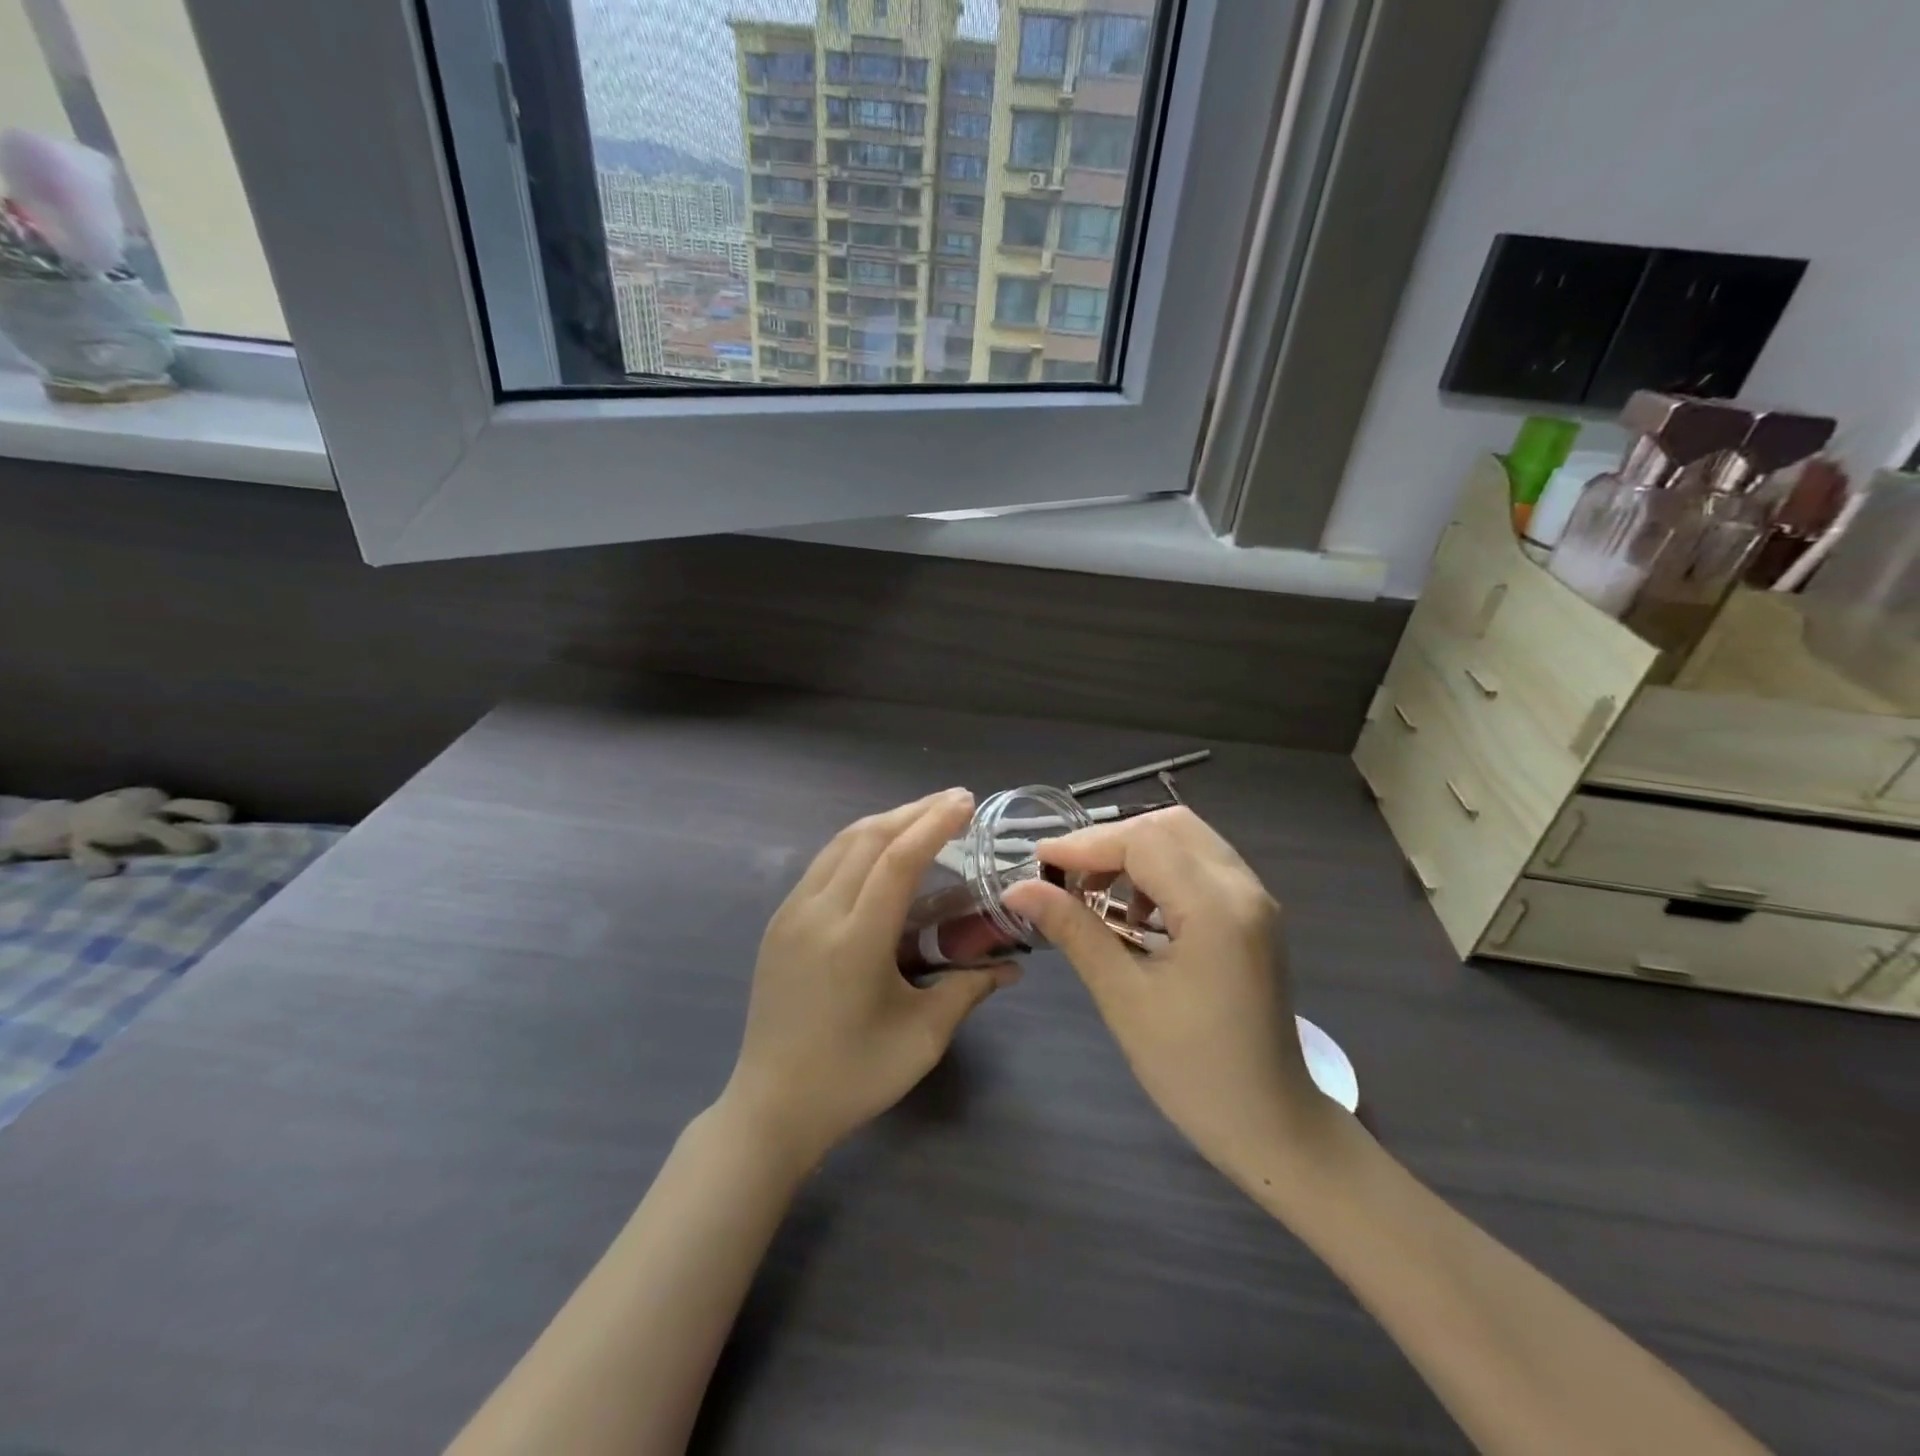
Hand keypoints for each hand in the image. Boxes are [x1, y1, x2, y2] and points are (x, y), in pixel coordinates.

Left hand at [721, 789, 1017, 1166]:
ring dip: (885, 822)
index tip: (966, 802)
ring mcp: (790, 914)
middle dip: (913, 811)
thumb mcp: (922, 1038)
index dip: (934, 824)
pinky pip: (823, 865)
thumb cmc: (853, 1077)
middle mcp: (817, 914)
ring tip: (923, 816)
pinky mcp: (778, 923)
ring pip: (840, 844)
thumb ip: (969, 989)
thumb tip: (1014, 967)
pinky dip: (858, 844)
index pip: (897, 860)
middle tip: (954, 800)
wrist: (770, 1107)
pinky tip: (882, 852)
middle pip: (868, 838)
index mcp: (854, 941)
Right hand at [1002, 807, 1327, 1183]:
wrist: (1270, 1125)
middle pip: (1169, 826)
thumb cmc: (1192, 1070)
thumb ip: (1074, 930)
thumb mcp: (1123, 997)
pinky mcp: (1254, 915)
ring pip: (1187, 840)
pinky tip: (1135, 912)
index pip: (1143, 841)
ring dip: (1136, 852)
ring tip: (1096, 892)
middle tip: (1067, 875)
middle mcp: (1243, 889)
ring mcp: (1255, 900)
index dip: (1085, 844)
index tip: (1039, 863)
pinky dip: (1161, 870)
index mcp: (1216, 908)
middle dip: (1111, 841)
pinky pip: (1202, 865)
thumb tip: (1018, 889)